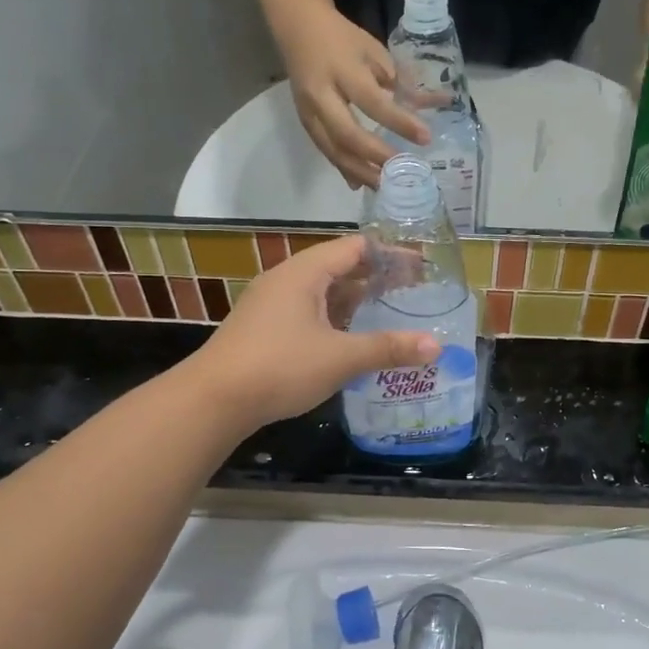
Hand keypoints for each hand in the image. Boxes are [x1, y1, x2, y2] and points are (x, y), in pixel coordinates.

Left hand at [191, 234, 440, 430]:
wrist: (213, 400)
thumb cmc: (280, 367)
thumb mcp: (341, 357)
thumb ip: (388, 348)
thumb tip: (436, 346)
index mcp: (305, 273)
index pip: (355, 247)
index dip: (391, 255)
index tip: (421, 268)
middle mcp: (286, 280)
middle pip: (339, 267)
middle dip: (376, 278)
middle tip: (412, 292)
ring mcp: (270, 304)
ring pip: (322, 293)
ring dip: (355, 300)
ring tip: (388, 313)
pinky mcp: (263, 328)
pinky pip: (308, 312)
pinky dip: (335, 318)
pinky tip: (350, 339)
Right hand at [282, 6, 429, 187]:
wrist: (297, 27)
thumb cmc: (342, 38)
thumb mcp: (374, 50)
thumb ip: (400, 81)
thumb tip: (435, 106)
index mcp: (343, 70)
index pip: (373, 102)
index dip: (399, 122)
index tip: (425, 137)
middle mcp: (321, 94)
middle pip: (347, 135)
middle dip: (376, 156)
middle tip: (402, 171)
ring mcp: (308, 111)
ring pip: (333, 150)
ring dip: (360, 171)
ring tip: (385, 186)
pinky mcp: (304, 123)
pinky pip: (325, 151)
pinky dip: (344, 168)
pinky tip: (361, 183)